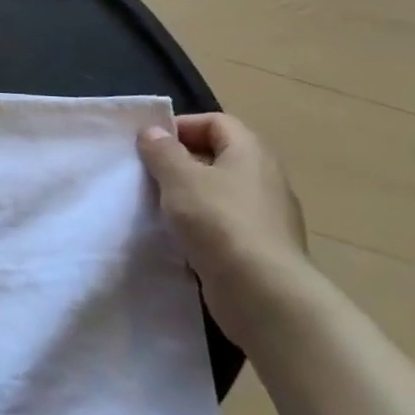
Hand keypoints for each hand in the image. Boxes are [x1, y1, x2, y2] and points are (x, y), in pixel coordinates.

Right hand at [137, 113, 309, 343]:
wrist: (262, 292)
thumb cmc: (219, 221)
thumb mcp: (180, 178)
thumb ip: (162, 151)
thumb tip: (154, 132)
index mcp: (251, 153)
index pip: (217, 122)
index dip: (182, 126)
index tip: (150, 144)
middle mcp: (265, 178)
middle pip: (218, 156)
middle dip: (180, 162)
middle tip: (147, 174)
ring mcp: (267, 215)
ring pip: (218, 192)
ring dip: (187, 196)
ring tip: (157, 207)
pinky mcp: (260, 247)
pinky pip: (224, 223)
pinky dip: (200, 225)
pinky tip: (178, 238)